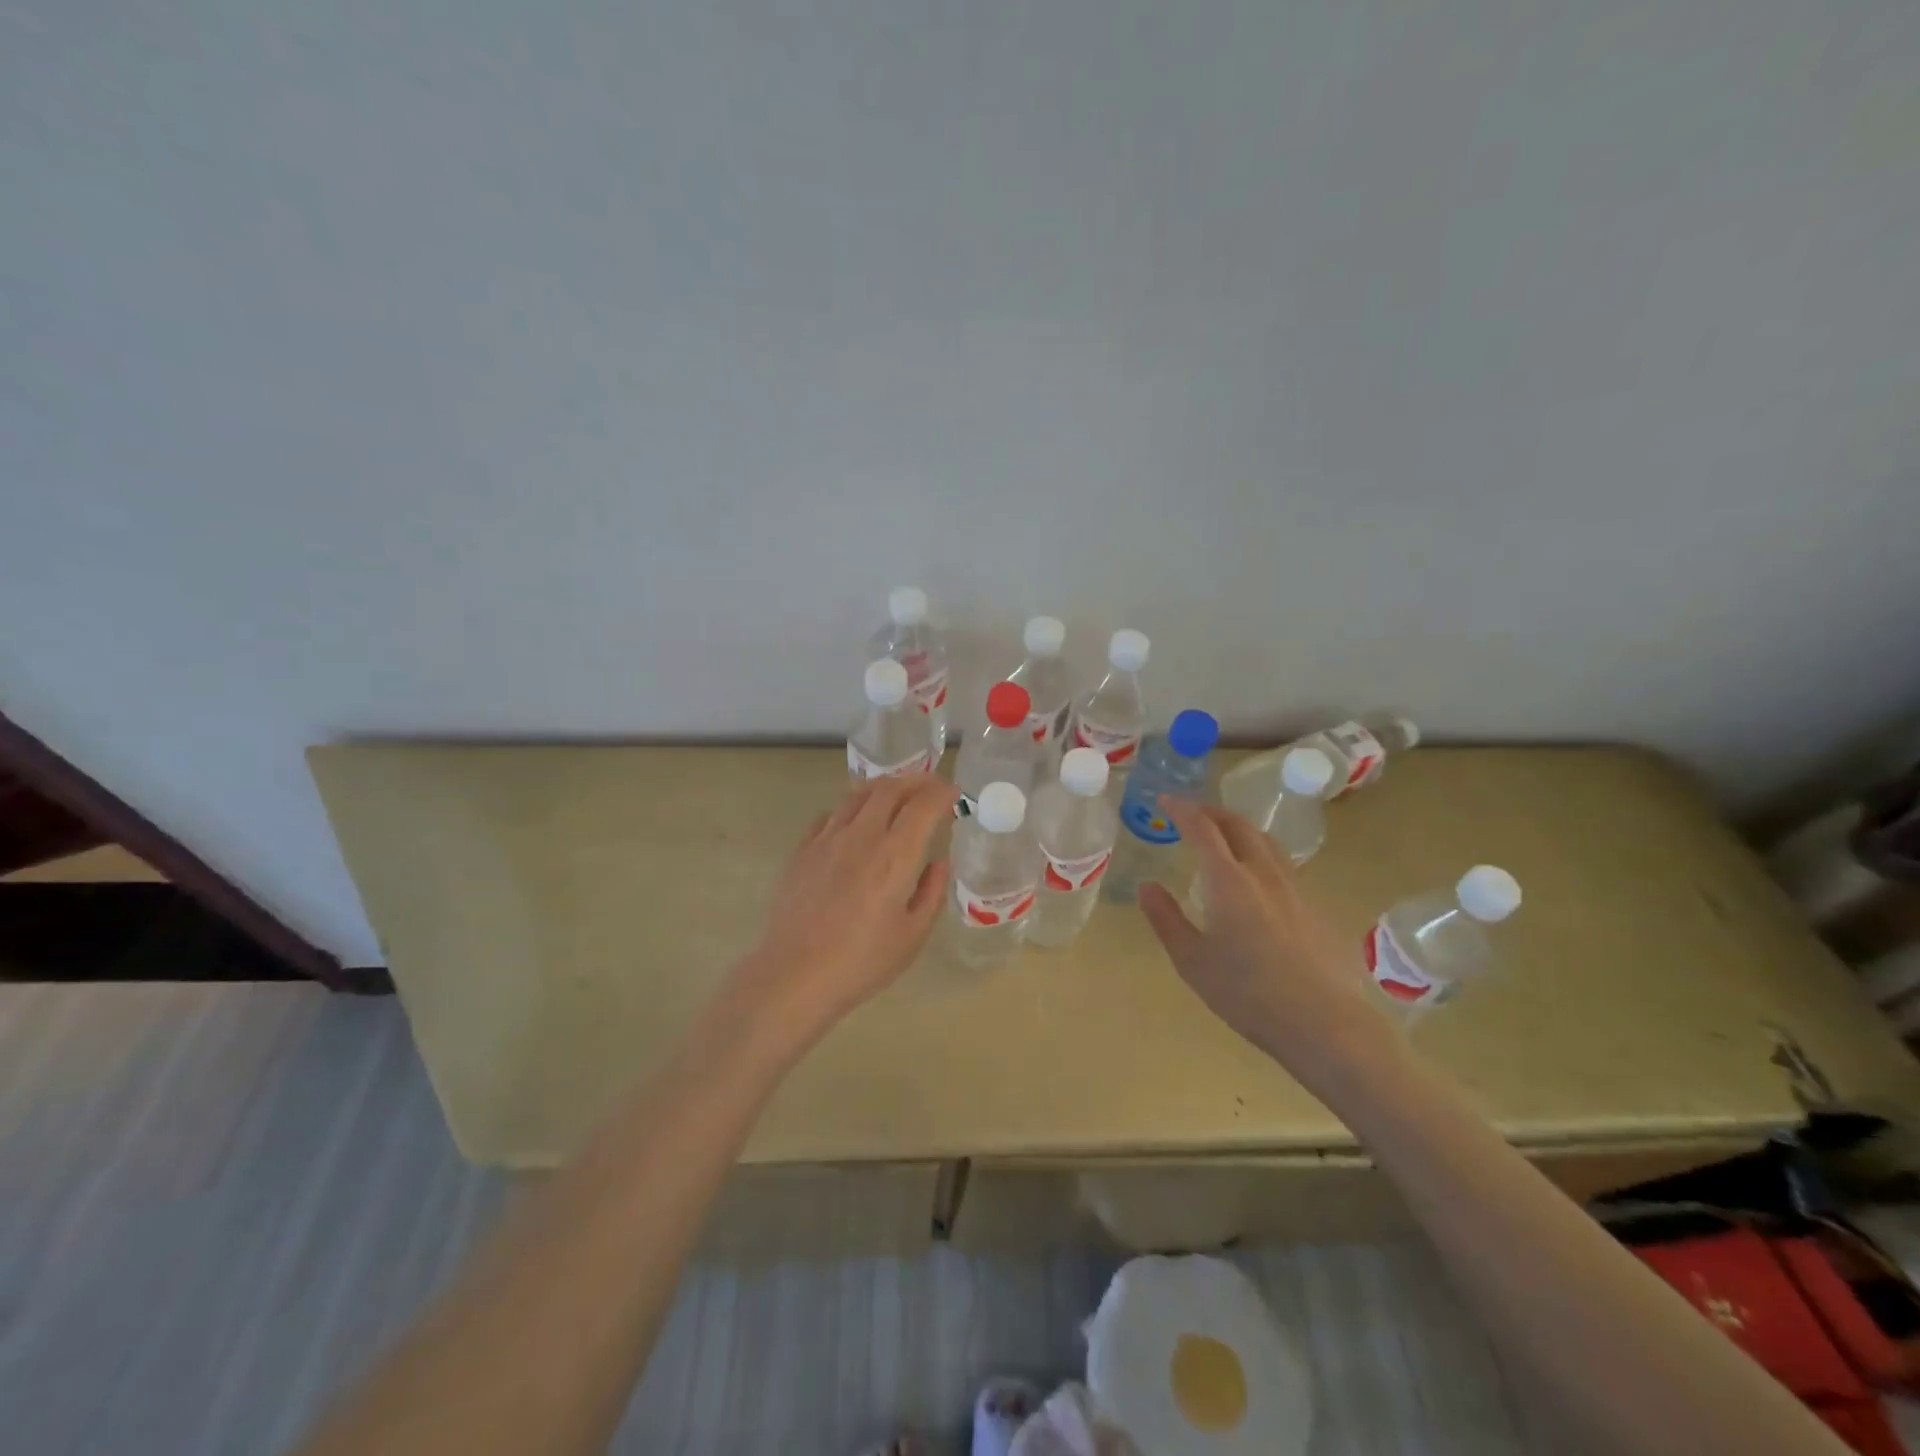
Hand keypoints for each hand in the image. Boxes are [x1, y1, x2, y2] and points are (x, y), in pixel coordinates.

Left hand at [729, 773, 957, 1039]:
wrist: (795, 974)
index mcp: (895, 855)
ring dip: (884, 788)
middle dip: (916, 781)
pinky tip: (856, 822)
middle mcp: (862, 836)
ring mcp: (827, 839)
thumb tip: (939, 863)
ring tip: (897, 795)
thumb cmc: (862, 962)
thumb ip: (931, 892)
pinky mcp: (803, 850)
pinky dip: (852, 808)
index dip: (943, 793)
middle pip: (890, 788)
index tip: (954, 795)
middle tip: (931, 787)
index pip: (924, 805)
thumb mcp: (912, 935)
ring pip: (858, 795)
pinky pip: (831, 814)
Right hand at [1138, 797, 1384, 1063]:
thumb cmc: (1248, 994)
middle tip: (1191, 813)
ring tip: (1223, 836)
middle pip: (1238, 825)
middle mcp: (1263, 873)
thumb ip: (1166, 919)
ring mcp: (1295, 887)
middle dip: (1211, 811)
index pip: (1202, 828)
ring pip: (1265, 840)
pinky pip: (1282, 863)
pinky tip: (1256, 876)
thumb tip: (1147, 886)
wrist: (1326, 1024)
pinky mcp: (1315, 906)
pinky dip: (1259, 852)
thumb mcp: (1192, 961)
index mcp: (1228, 881)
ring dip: (1239, 828)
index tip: (1164, 800)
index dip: (1182, 809)